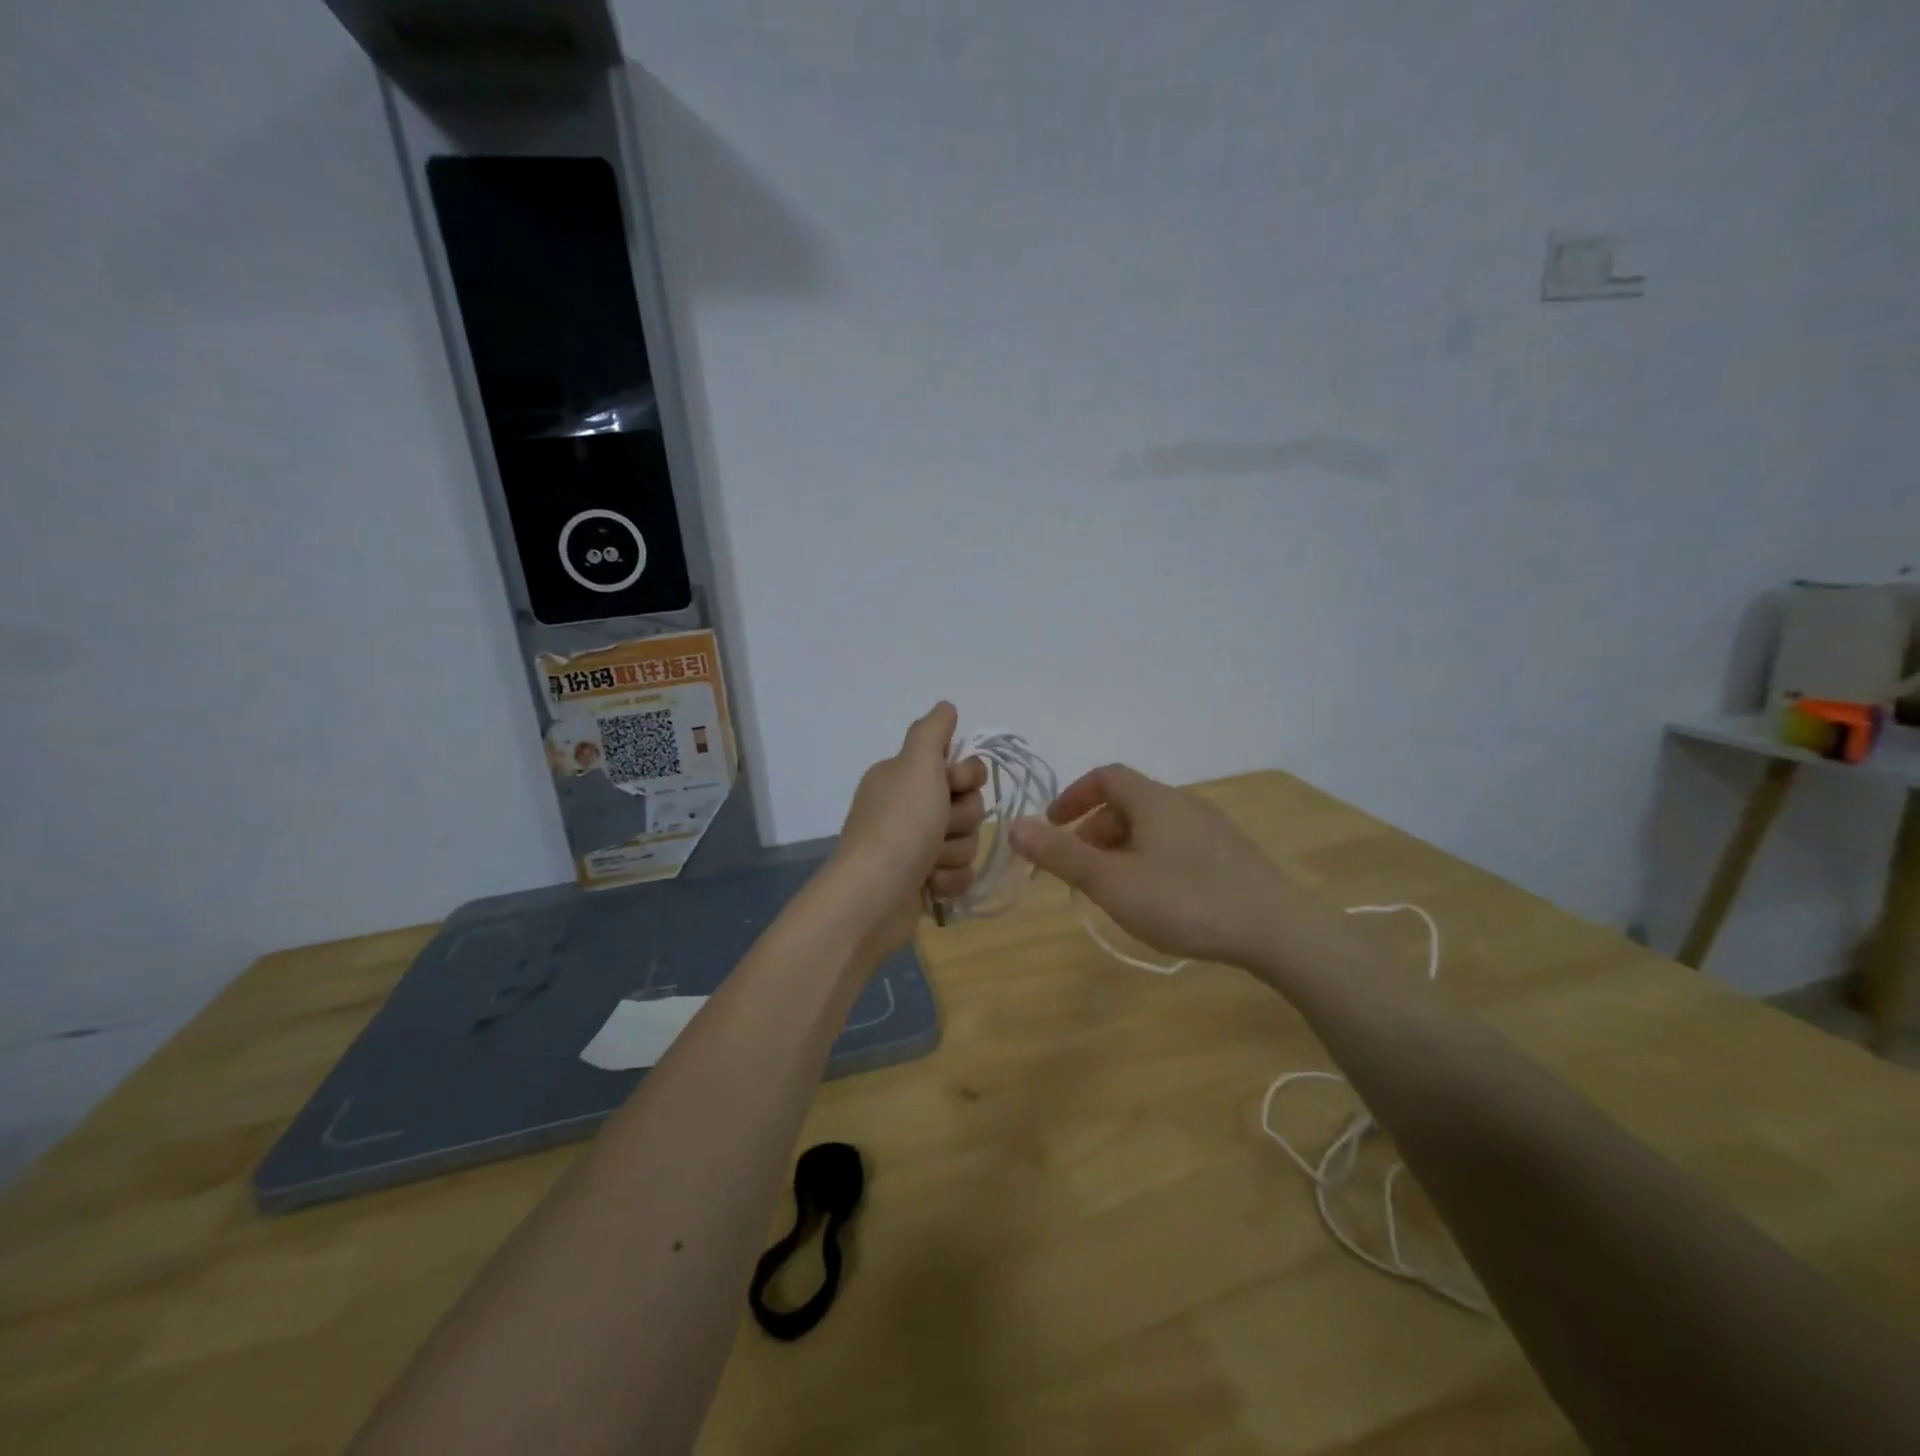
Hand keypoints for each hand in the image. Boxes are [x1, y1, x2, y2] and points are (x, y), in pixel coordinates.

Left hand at [830, 702, 987, 948]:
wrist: (874, 896)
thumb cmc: (900, 824)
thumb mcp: (916, 764)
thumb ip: (933, 731)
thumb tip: (946, 707)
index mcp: (903, 777)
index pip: (959, 767)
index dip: (966, 777)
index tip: (954, 786)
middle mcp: (906, 808)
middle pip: (967, 805)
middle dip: (961, 820)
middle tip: (937, 827)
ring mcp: (912, 847)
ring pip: (965, 840)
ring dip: (954, 852)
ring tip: (929, 862)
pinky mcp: (920, 882)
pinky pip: (958, 873)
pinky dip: (949, 880)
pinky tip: (929, 885)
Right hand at [1008, 763, 1304, 966]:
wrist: (1276, 929)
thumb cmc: (1184, 900)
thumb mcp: (1111, 881)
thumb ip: (1061, 854)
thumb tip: (1014, 825)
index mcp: (1152, 800)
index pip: (1104, 776)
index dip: (1073, 796)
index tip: (1053, 826)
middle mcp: (1182, 803)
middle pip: (1127, 803)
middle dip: (1094, 830)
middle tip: (1078, 869)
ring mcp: (1211, 828)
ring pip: (1152, 826)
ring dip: (1122, 848)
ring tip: (1114, 888)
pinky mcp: (1230, 854)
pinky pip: (1176, 844)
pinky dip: (1150, 858)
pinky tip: (1157, 898)